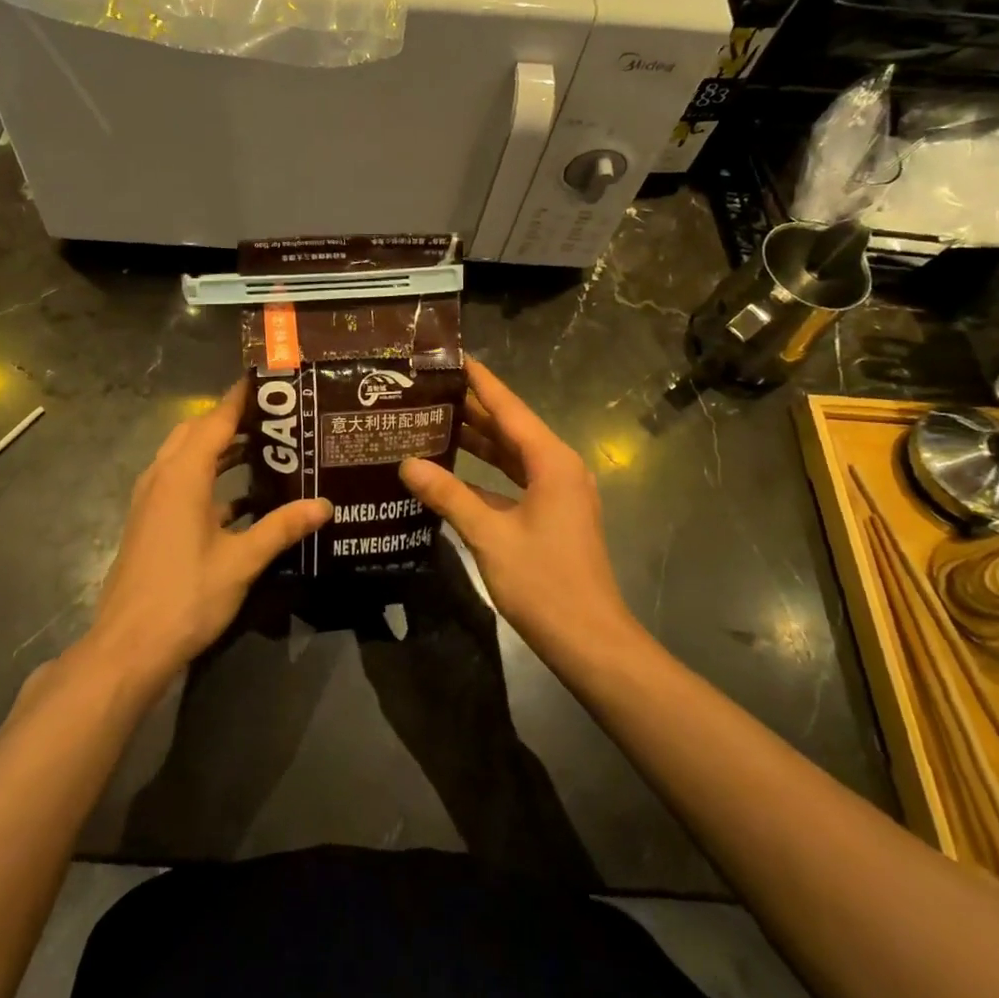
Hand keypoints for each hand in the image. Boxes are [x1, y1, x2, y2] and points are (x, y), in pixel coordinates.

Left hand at [84, 382, 331, 690]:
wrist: (128, 647)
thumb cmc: (186, 596)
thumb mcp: (241, 561)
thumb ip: (282, 528)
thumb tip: (325, 505)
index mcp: (182, 475)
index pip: (215, 420)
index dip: (241, 398)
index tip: (269, 380)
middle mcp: (162, 477)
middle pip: (197, 431)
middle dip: (232, 419)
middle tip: (274, 417)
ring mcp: (151, 500)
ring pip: (186, 456)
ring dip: (219, 447)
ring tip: (264, 447)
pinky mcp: (150, 521)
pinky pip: (181, 482)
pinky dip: (209, 477)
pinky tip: (242, 498)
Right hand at [400, 357, 638, 664]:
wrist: (591, 642)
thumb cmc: (544, 583)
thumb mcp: (490, 535)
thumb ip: (448, 495)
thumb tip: (406, 463)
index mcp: (551, 460)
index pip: (509, 407)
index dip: (479, 380)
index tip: (451, 355)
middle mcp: (558, 467)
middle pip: (509, 427)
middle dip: (470, 407)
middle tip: (427, 388)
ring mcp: (557, 492)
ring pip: (510, 453)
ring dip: (476, 439)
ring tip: (432, 419)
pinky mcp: (551, 514)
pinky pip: (513, 479)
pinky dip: (484, 471)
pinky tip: (451, 469)